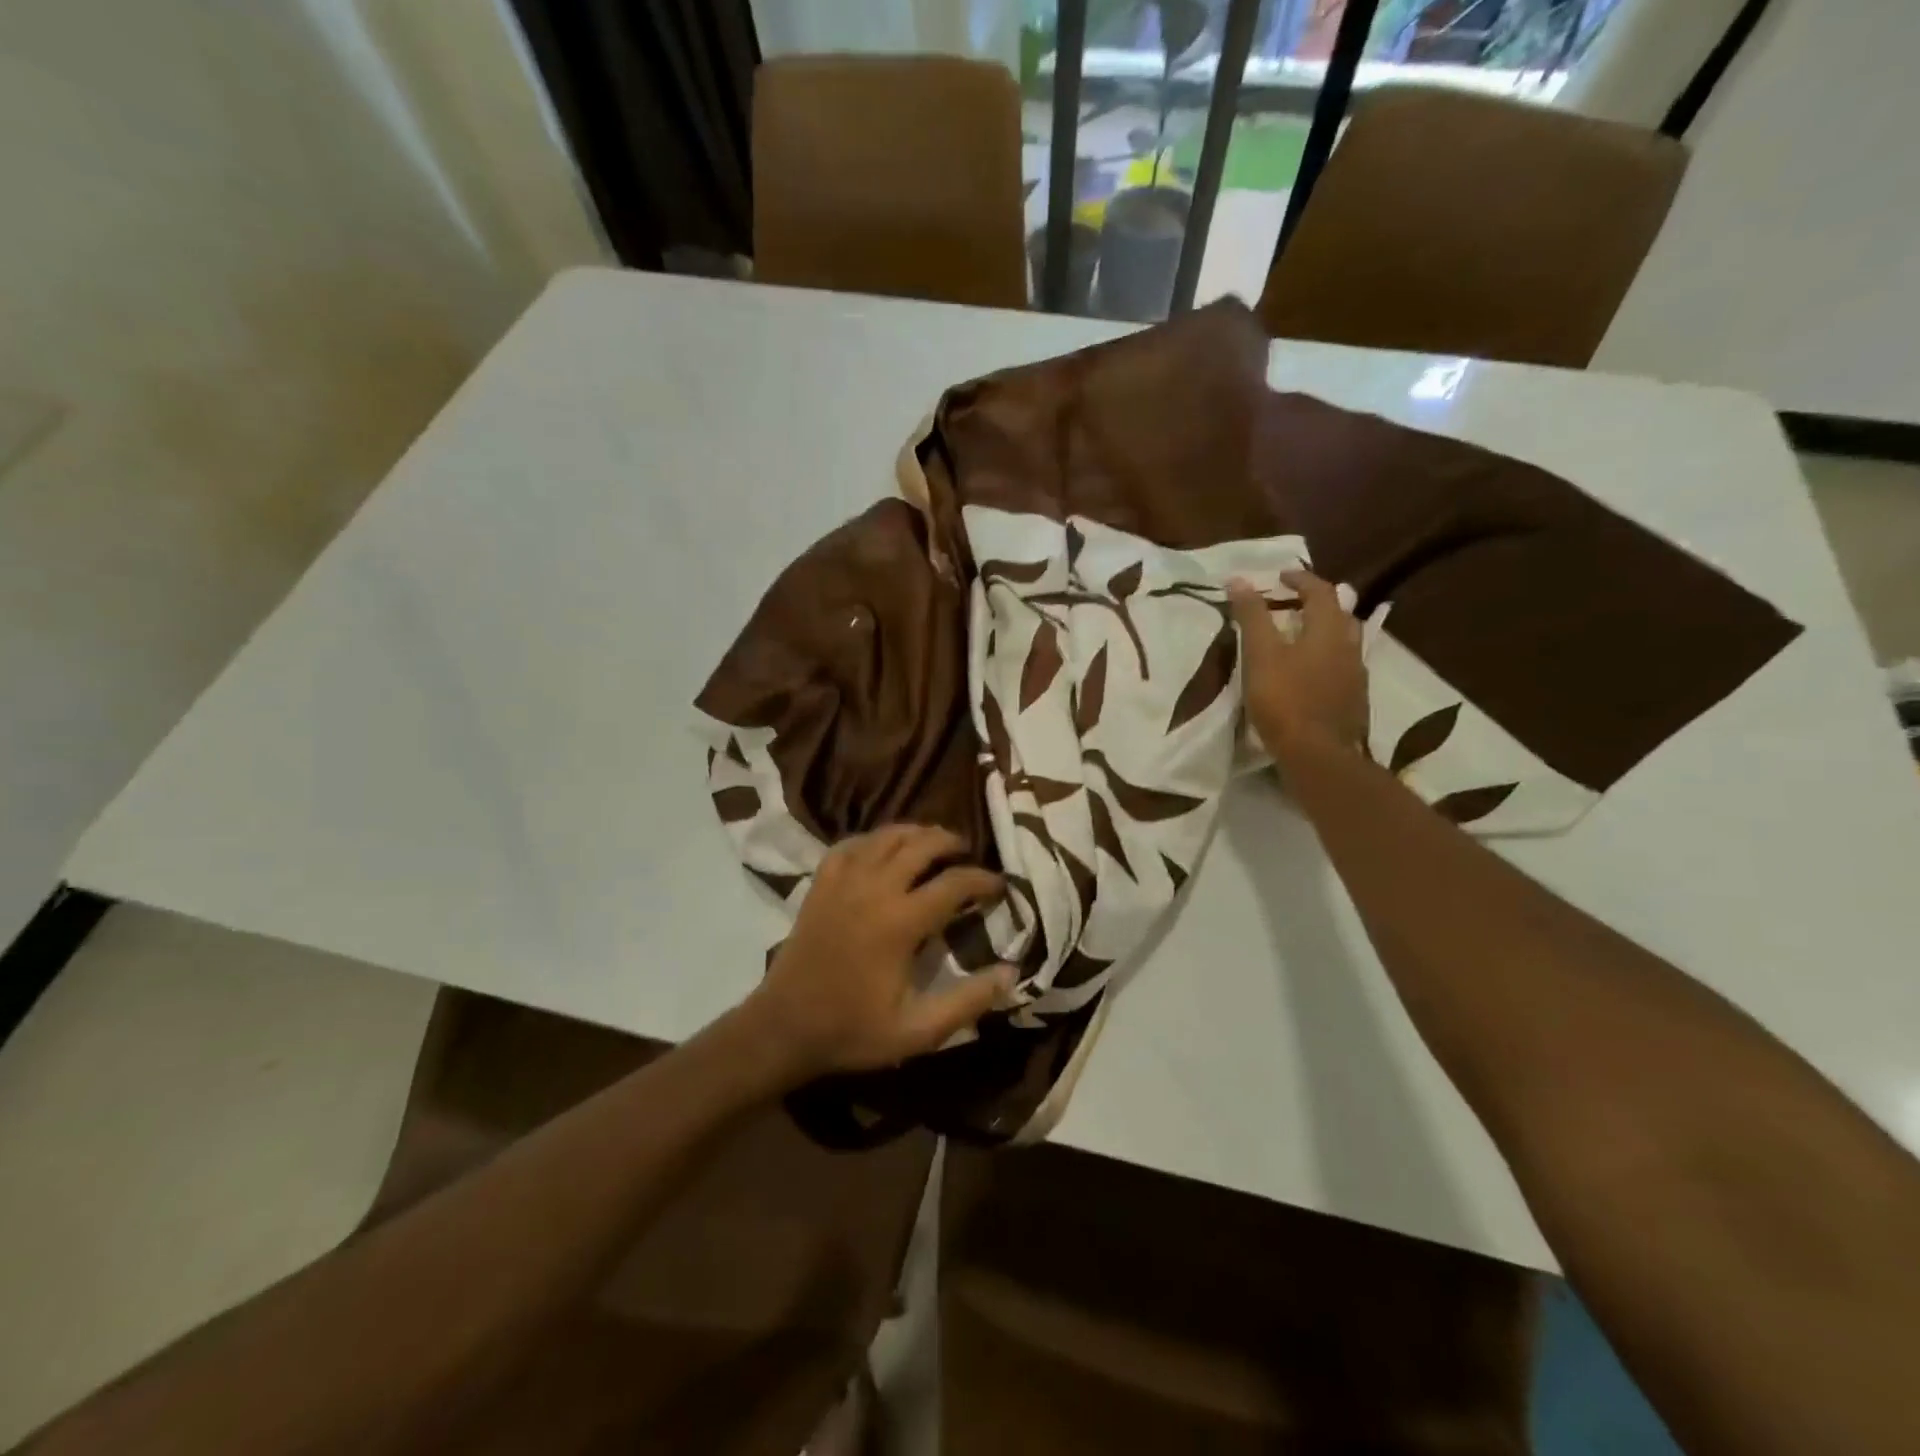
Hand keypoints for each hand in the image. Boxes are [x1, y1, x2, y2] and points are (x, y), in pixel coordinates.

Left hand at [745, 826, 1013, 1081]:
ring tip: (933, 844)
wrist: (784, 1027)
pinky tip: (882, 849)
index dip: (983, 880)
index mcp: (901, 921)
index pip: (954, 882)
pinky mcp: (821, 883)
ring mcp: (843, 881)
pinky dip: (873, 839)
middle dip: (951, 842)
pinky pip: (851, 844)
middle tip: (967, 854)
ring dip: (915, 833)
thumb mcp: (919, 1030)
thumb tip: (1012, 972)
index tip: (999, 886)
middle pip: (921, 843)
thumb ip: (968, 1001)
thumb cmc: (853, 1030)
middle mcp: (874, 888)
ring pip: (886, 835)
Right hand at [1229, 569, 1368, 755]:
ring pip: (1344, 642)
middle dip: (1317, 604)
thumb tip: (1238, 579)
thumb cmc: (1285, 700)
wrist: (1319, 756)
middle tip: (1292, 605)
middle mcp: (1350, 647)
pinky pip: (1342, 668)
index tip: (1280, 577)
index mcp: (1329, 630)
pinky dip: (1326, 660)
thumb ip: (1252, 617)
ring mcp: (1356, 676)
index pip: (1320, 591)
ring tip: (1299, 639)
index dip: (1300, 579)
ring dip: (1323, 632)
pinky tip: (1310, 675)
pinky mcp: (1354, 701)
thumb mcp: (1260, 655)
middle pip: (1339, 614)